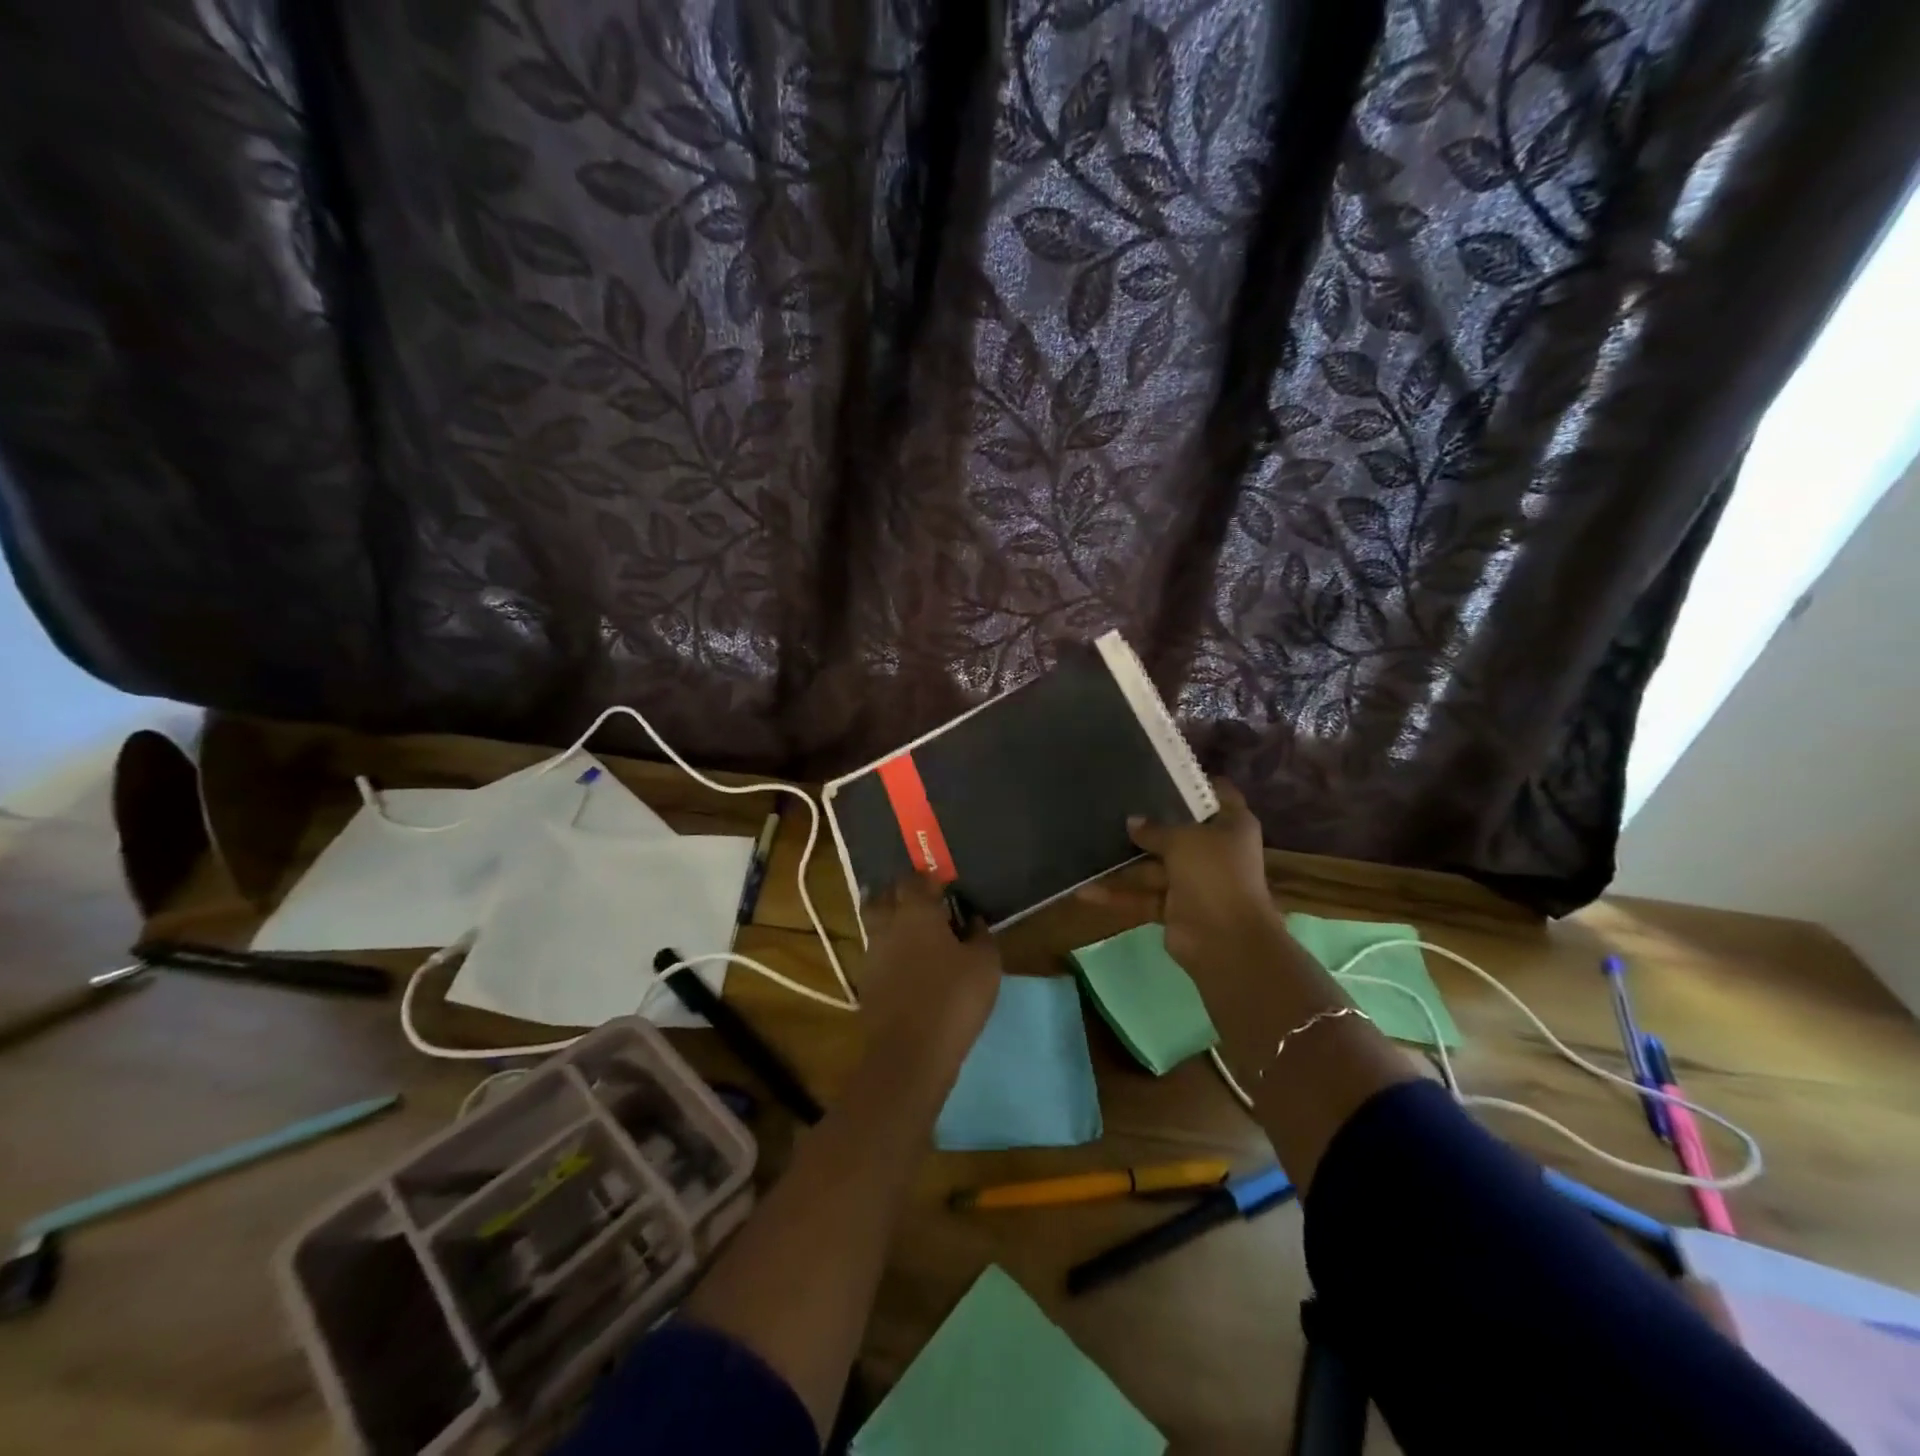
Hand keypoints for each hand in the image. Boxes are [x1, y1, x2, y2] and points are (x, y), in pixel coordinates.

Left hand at [859, 873, 1002, 1069]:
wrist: (909, 1054)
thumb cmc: (953, 999)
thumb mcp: (985, 964)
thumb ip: (980, 934)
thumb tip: (972, 919)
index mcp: (915, 912)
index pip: (914, 879)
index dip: (929, 879)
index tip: (945, 886)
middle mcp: (887, 925)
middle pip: (885, 896)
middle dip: (901, 894)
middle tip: (924, 903)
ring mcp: (871, 954)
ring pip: (877, 925)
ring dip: (893, 923)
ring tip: (918, 934)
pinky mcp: (866, 982)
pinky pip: (877, 953)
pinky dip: (890, 952)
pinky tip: (909, 965)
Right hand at [1080, 778, 1281, 973]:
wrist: (1226, 941)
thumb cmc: (1215, 874)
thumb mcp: (1184, 840)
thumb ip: (1155, 829)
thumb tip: (1132, 821)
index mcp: (1231, 826)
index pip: (1216, 794)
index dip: (1192, 783)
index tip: (1159, 771)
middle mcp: (1215, 850)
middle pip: (1178, 830)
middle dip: (1147, 823)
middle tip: (1111, 805)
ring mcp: (1194, 881)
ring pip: (1154, 866)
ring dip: (1123, 864)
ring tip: (1087, 847)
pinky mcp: (1174, 908)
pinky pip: (1143, 896)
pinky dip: (1118, 895)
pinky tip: (1085, 891)